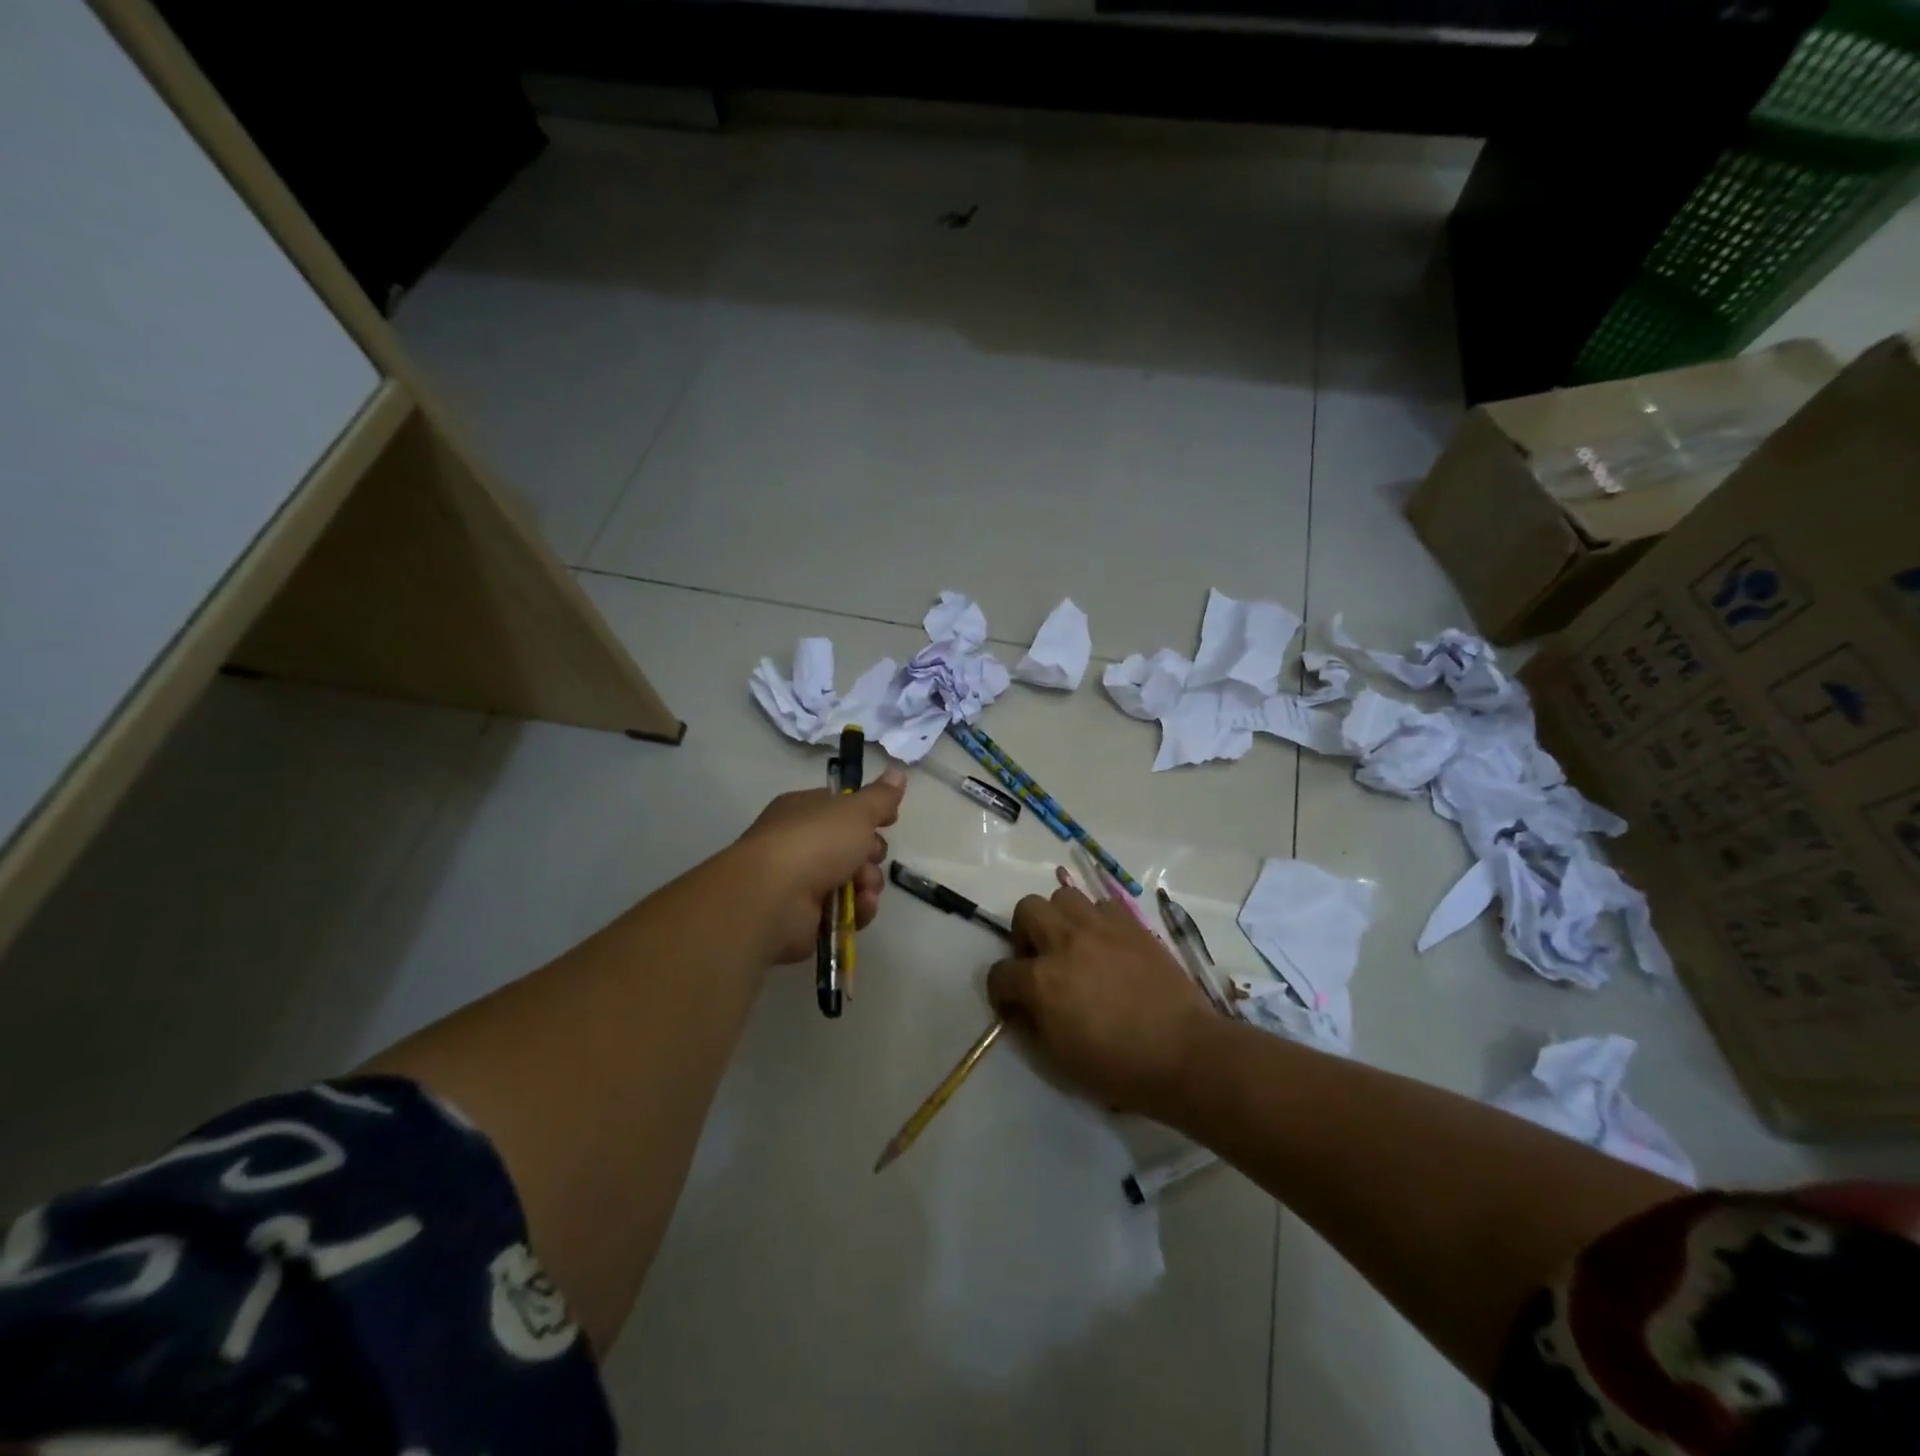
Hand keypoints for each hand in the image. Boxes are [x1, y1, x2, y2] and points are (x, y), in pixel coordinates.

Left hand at [730, 766, 906, 964]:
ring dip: (868, 885)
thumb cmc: (814, 842)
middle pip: (852, 846)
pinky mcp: (807, 917)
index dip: (868, 815)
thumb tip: (897, 772)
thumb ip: (880, 796)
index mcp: (804, 810)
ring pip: (853, 881)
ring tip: (863, 889)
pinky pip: (844, 911)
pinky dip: (856, 910)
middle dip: (871, 854)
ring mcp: (801, 882)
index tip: (889, 821)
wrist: (774, 898)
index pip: (842, 808)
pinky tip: (859, 908)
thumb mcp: (856, 811)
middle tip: (870, 856)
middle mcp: (800, 843)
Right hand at [987, 884, 1215, 1117]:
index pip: (1000, 972)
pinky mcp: (1131, 924)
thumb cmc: (1118, 1067)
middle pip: (1026, 909)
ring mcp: (1100, 927)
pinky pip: (1101, 904)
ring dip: (1059, 919)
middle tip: (1038, 960)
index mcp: (1042, 980)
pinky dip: (1095, 920)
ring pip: (1063, 896)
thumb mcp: (1059, 1060)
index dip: (1000, 991)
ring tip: (1072, 945)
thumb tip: (1022, 1006)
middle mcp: (1065, 942)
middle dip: (1023, 934)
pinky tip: (1105, 945)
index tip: (1012, 1003)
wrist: (1183, 1052)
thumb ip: (1032, 1025)